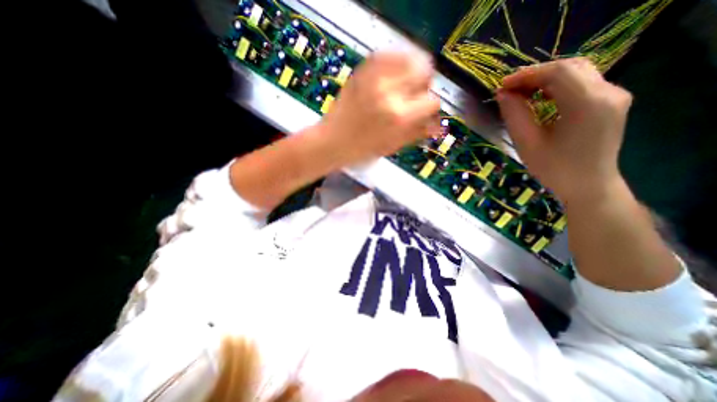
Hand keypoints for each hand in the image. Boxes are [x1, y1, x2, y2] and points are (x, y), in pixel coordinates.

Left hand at [315, 51, 440, 167]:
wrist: (332, 141)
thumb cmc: (362, 150)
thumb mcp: (393, 146)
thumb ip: (417, 133)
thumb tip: (437, 126)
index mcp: (399, 118)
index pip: (433, 101)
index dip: (430, 108)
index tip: (423, 112)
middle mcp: (390, 93)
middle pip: (425, 70)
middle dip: (423, 85)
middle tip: (413, 96)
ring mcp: (374, 77)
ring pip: (410, 57)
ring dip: (411, 71)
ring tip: (401, 86)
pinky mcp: (362, 70)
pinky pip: (388, 54)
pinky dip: (395, 63)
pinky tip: (390, 78)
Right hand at [500, 58, 631, 203]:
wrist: (588, 186)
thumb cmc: (554, 168)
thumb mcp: (527, 142)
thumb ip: (514, 114)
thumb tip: (503, 94)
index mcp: (587, 104)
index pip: (557, 72)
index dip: (526, 75)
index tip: (502, 86)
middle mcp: (608, 91)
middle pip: (569, 67)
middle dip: (535, 74)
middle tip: (509, 89)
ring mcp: (614, 95)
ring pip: (577, 71)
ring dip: (546, 78)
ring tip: (521, 92)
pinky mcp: (611, 101)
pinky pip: (583, 82)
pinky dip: (558, 85)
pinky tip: (541, 97)